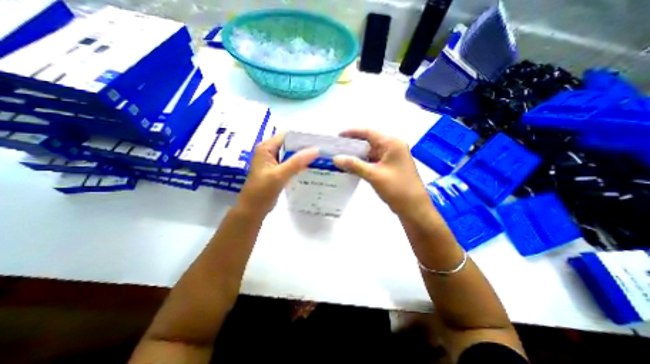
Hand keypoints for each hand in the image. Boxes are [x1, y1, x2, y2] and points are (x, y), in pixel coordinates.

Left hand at [238, 134, 318, 217]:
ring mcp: (274, 161)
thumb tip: (316, 150)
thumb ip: (297, 162)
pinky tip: (312, 166)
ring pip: (292, 154)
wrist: (253, 209)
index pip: (287, 136)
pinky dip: (300, 164)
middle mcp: (269, 151)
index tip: (319, 141)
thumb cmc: (262, 191)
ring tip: (320, 156)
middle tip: (323, 150)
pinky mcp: (278, 169)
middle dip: (305, 146)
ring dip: (304, 155)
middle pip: (290, 144)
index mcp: (266, 148)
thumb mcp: (279, 175)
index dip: (303, 137)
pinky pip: (291, 163)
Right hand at [335, 128, 429, 219]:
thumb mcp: (374, 175)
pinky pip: (373, 160)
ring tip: (341, 157)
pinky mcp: (389, 166)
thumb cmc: (397, 188)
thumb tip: (336, 158)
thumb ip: (354, 165)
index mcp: (392, 144)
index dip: (352, 132)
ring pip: (370, 152)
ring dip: (357, 155)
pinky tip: (351, 166)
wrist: (413, 207)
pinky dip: (362, 162)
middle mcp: (392, 147)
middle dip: (353, 145)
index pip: (369, 132)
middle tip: (336, 148)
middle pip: (369, 141)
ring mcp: (391, 157)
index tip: (338, 136)